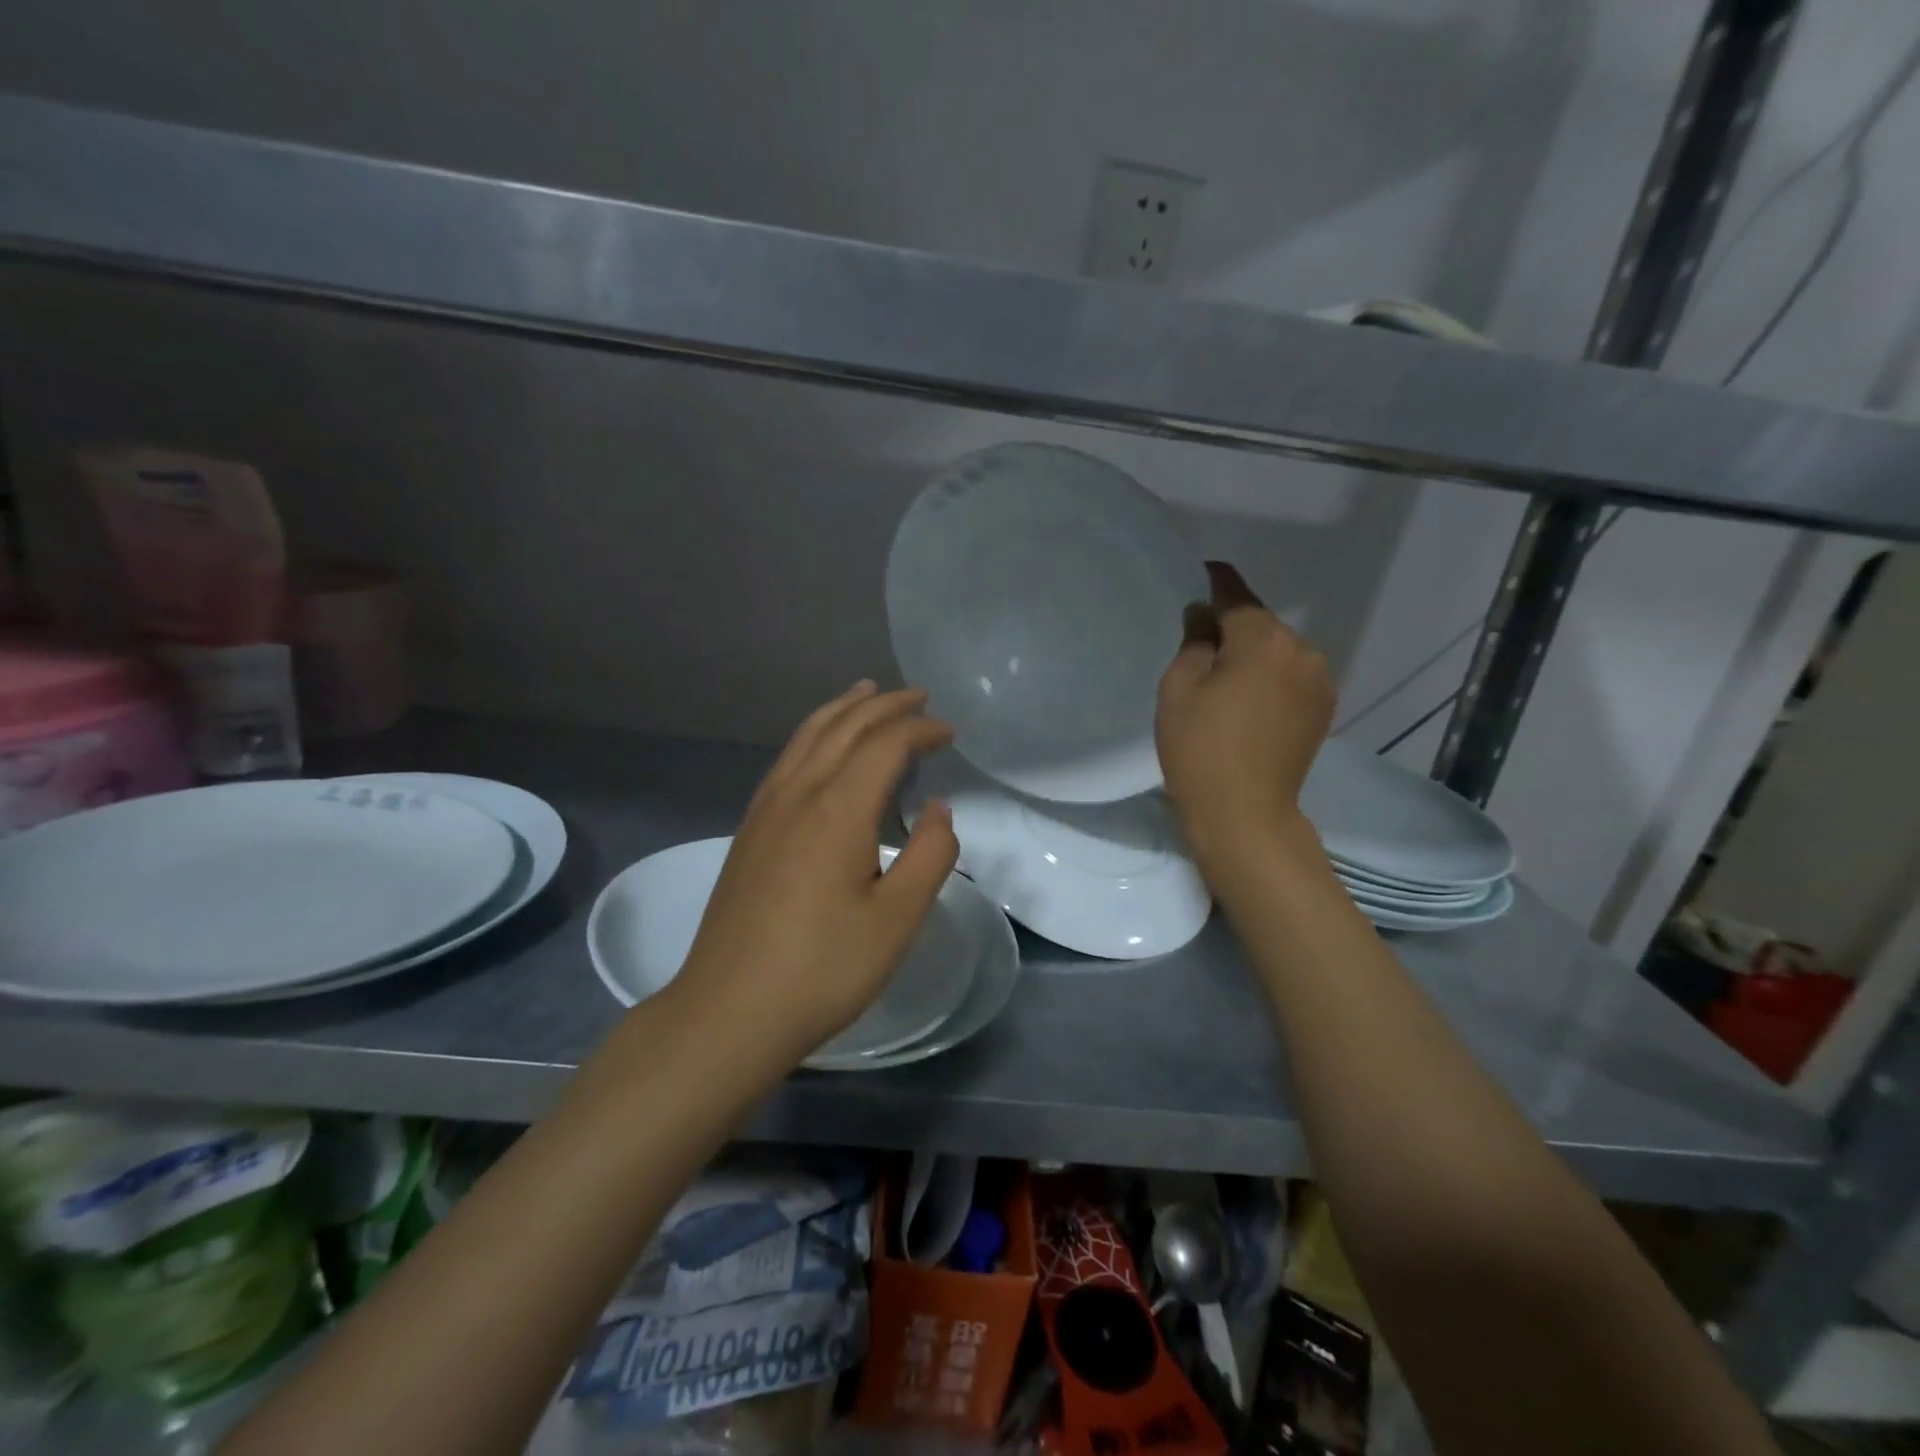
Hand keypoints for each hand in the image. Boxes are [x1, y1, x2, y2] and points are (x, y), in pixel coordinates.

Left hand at [670, 681, 960, 1067]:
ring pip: (807, 736)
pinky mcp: (749, 830)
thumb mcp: (897, 920)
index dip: (920, 730)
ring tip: (867, 693)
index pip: (884, 745)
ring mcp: (765, 809)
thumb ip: (930, 856)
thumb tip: (940, 810)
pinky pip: (787, 759)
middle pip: (843, 728)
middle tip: (919, 696)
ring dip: (843, 710)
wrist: (729, 1010)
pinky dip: (814, 734)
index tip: (950, 732)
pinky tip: (820, 747)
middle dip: (885, 706)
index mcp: (837, 810)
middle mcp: (797, 794)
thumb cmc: (822, 969)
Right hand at [1157, 562, 1335, 880]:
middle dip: (1232, 626)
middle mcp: (1303, 650)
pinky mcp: (1324, 708)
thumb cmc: (1200, 749)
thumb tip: (1204, 617)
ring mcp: (1320, 681)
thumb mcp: (1179, 688)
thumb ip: (1194, 641)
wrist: (1245, 814)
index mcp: (1265, 639)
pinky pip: (1291, 675)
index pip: (1236, 594)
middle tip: (1199, 643)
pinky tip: (1248, 701)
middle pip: (1261, 624)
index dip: (1215, 581)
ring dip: (1253, 654)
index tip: (1201, 571)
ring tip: (1223, 679)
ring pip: (1278, 651)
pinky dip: (1270, 677)